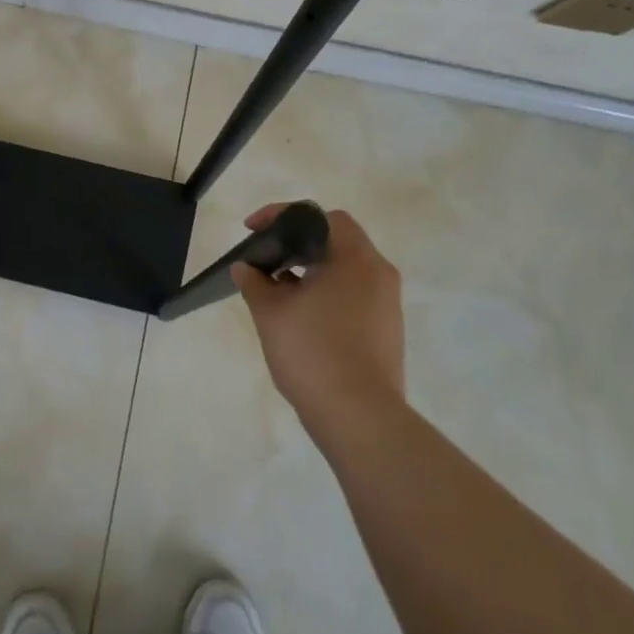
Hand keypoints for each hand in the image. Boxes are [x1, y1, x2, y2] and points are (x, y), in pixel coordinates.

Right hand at [232, 205, 405, 435]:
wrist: (359, 418)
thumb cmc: (313, 352)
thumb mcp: (272, 313)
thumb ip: (255, 282)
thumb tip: (246, 268)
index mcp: (355, 258)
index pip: (321, 217)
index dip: (282, 216)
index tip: (252, 230)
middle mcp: (378, 274)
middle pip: (335, 242)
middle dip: (295, 246)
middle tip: (265, 261)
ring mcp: (387, 305)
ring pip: (344, 271)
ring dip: (310, 272)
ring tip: (277, 292)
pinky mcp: (387, 331)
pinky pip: (353, 296)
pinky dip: (326, 295)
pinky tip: (300, 319)